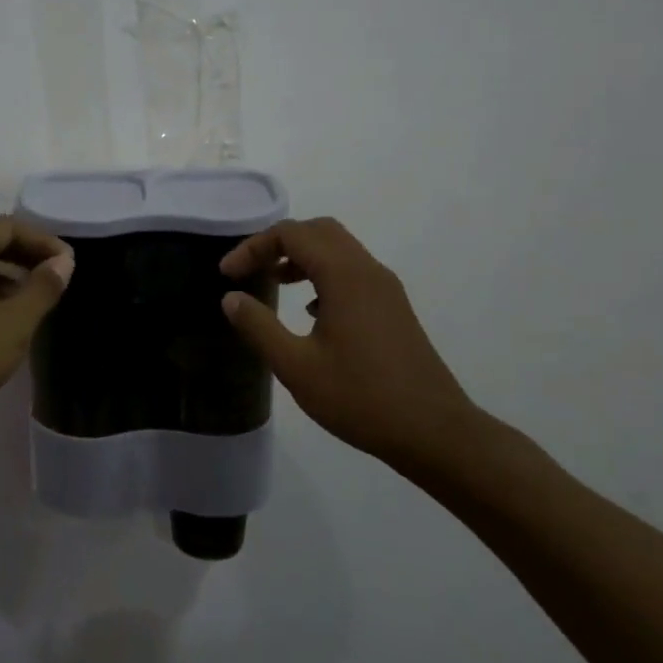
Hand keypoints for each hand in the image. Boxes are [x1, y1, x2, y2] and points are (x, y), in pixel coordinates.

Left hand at [0, 216, 73, 441]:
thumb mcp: (13, 324)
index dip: (40, 239)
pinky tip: (1, 320)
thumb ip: (42, 289)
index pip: (5, 227)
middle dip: (23, 254)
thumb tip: (62, 262)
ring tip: (33, 298)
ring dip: (5, 274)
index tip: (67, 262)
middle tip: (55, 275)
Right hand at [219, 217, 482, 475]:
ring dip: (302, 256)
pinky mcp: (393, 308)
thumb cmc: (361, 398)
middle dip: (278, 242)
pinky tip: (310, 310)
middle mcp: (367, 271)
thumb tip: (231, 298)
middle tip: (250, 269)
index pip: (292, 234)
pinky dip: (323, 274)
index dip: (253, 247)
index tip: (227, 275)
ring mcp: (385, 289)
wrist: (434, 432)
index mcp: (344, 276)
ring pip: (338, 249)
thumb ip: (259, 327)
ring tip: (274, 283)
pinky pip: (352, 271)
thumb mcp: (296, 367)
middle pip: (318, 231)